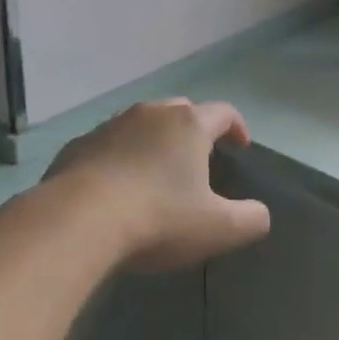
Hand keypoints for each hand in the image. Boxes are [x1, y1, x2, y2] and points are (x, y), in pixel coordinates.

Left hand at [46, 99, 269, 271]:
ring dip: (154, 141)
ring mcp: (111, 125)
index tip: (240, 146)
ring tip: (156, 171)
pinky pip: (109, 144)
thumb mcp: (217, 228)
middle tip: (199, 159)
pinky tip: (116, 186)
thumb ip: (250, 219)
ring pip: (142, 123)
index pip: (223, 112)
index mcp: (189, 125)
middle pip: (181, 110)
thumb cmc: (157, 218)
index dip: (236, 127)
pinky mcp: (79, 144)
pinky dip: (120, 157)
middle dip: (194, 129)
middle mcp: (151, 113)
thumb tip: (261, 214)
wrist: (77, 219)